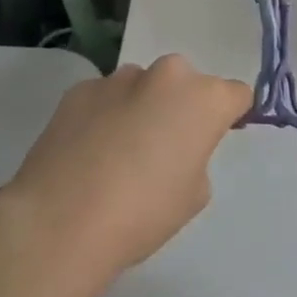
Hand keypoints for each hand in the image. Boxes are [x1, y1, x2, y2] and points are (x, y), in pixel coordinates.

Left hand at [0, 55, 251, 284]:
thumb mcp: (193, 195)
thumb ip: (195, 156)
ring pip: (142, 88)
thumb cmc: (142, 213)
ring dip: (140, 108)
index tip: (214, 138)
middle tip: (163, 148)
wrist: (60, 220)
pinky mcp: (79, 89)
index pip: (235, 94)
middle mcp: (165, 75)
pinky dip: (104, 116)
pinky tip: (87, 153)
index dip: (229, 116)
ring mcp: (118, 78)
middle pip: (185, 84)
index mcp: (203, 99)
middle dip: (180, 107)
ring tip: (117, 153)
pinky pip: (105, 98)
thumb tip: (173, 146)